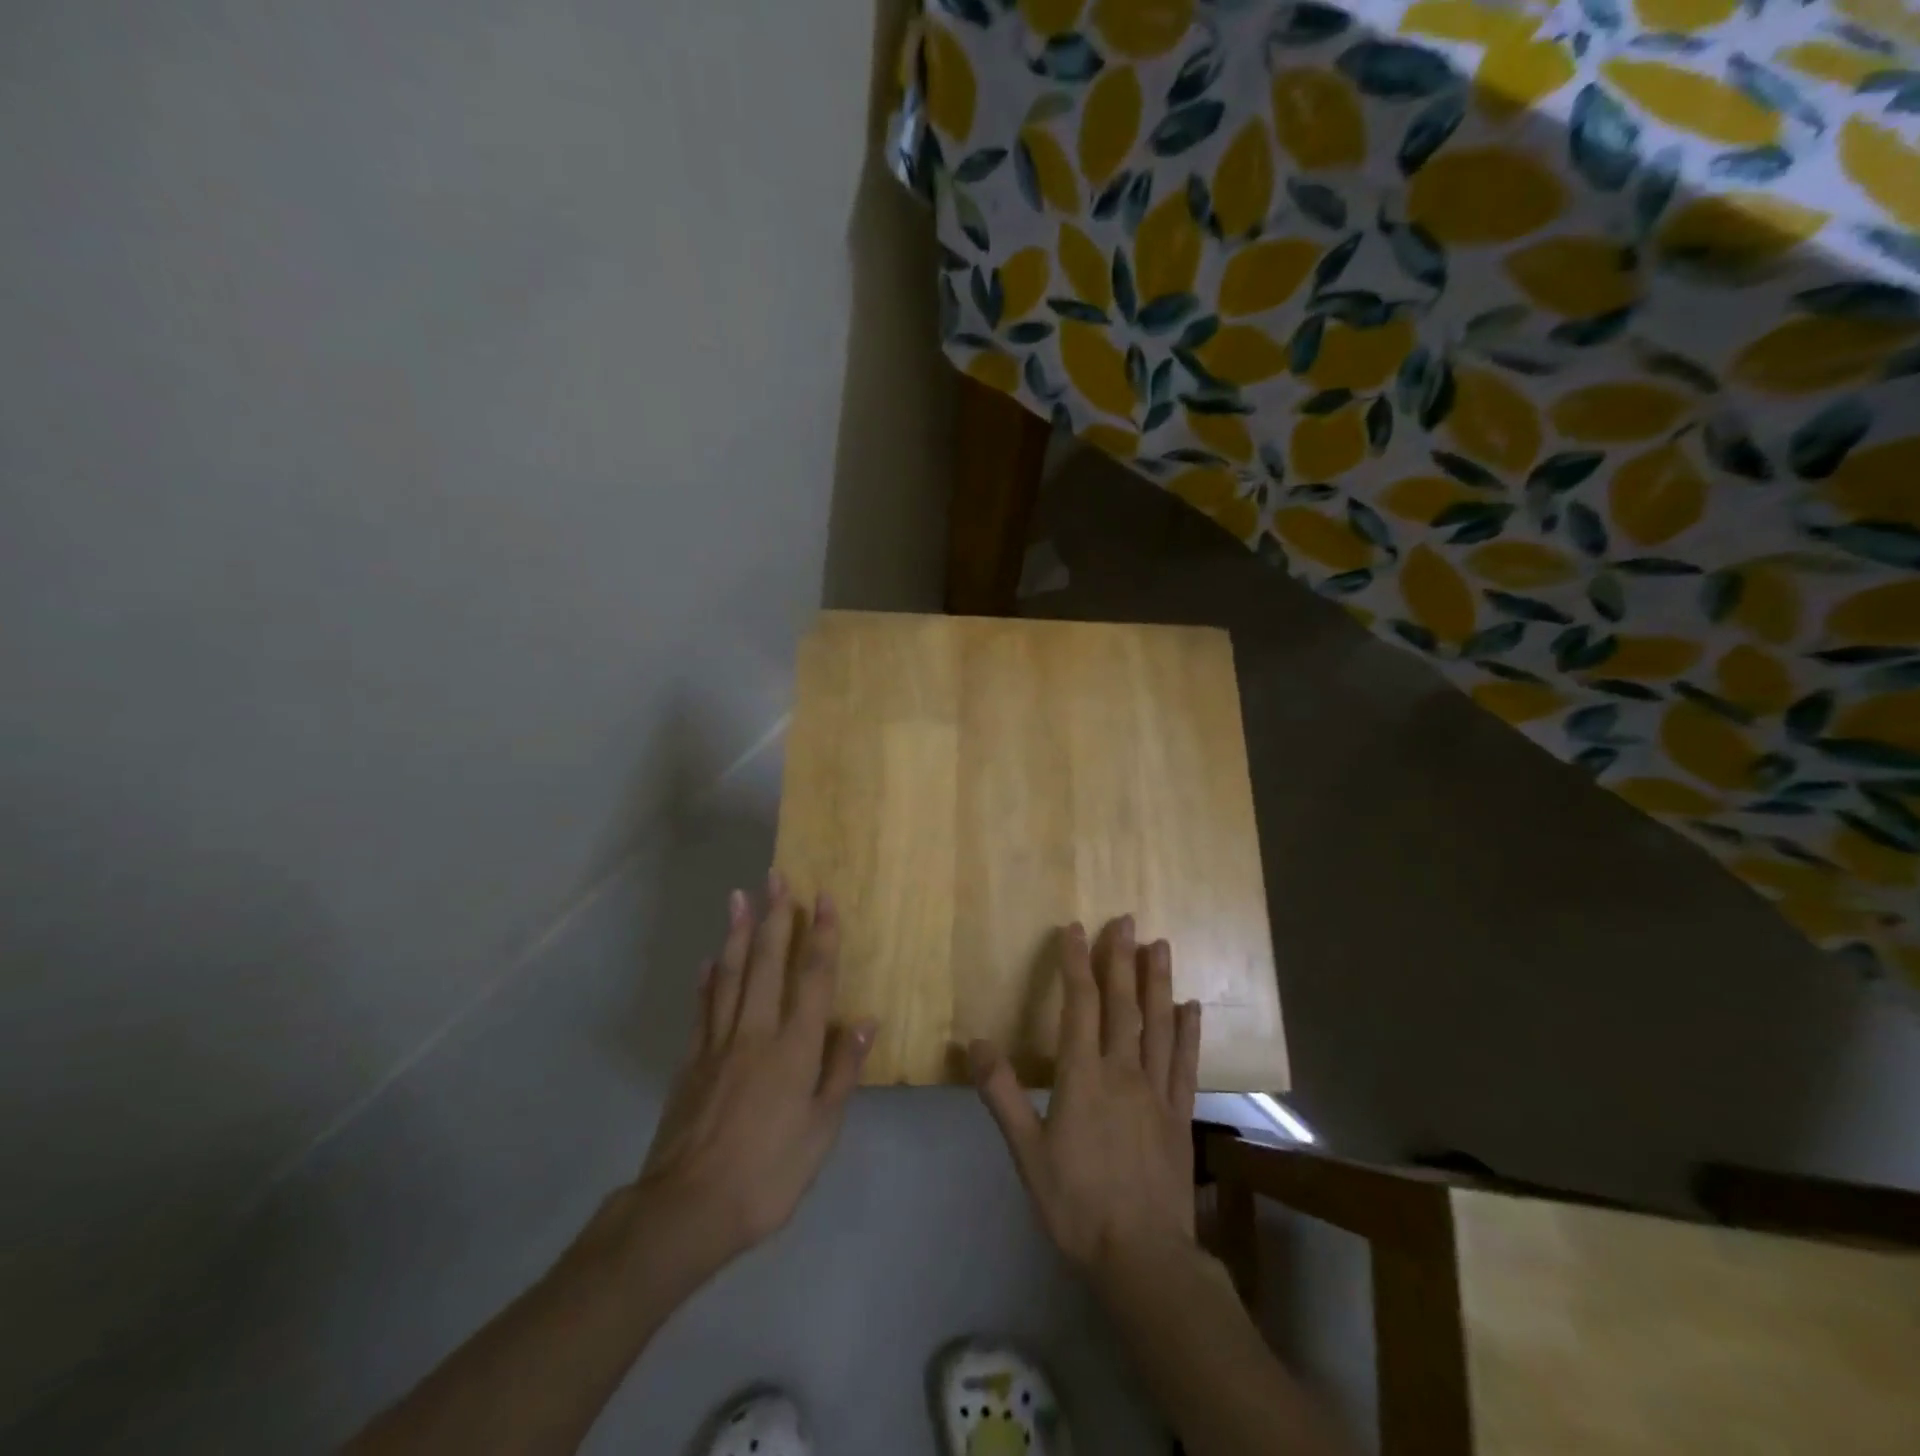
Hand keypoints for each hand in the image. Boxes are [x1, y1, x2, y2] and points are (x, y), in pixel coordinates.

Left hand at [630, 874, 873, 1269]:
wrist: (687, 1210)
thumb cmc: (768, 1174)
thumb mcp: (821, 1131)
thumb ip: (842, 1071)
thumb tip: (865, 1021)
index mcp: (794, 1048)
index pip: (812, 977)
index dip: (820, 935)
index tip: (823, 897)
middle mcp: (756, 1032)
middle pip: (766, 962)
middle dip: (775, 916)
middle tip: (776, 876)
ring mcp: (718, 1043)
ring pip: (730, 975)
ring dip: (737, 932)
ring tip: (739, 897)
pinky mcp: (691, 1061)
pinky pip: (702, 1008)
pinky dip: (707, 979)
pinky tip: (709, 961)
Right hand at [969, 916, 1201, 1276]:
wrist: (1142, 1256)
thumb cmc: (1076, 1204)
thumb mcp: (1027, 1153)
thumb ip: (1002, 1095)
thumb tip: (975, 1042)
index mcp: (1083, 1077)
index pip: (1080, 1005)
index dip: (1076, 964)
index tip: (1076, 928)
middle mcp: (1123, 1072)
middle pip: (1123, 1005)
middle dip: (1121, 959)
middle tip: (1125, 919)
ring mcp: (1157, 1091)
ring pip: (1158, 1025)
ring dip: (1158, 982)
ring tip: (1160, 945)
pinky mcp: (1180, 1113)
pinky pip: (1186, 1063)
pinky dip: (1189, 1031)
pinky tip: (1191, 1007)